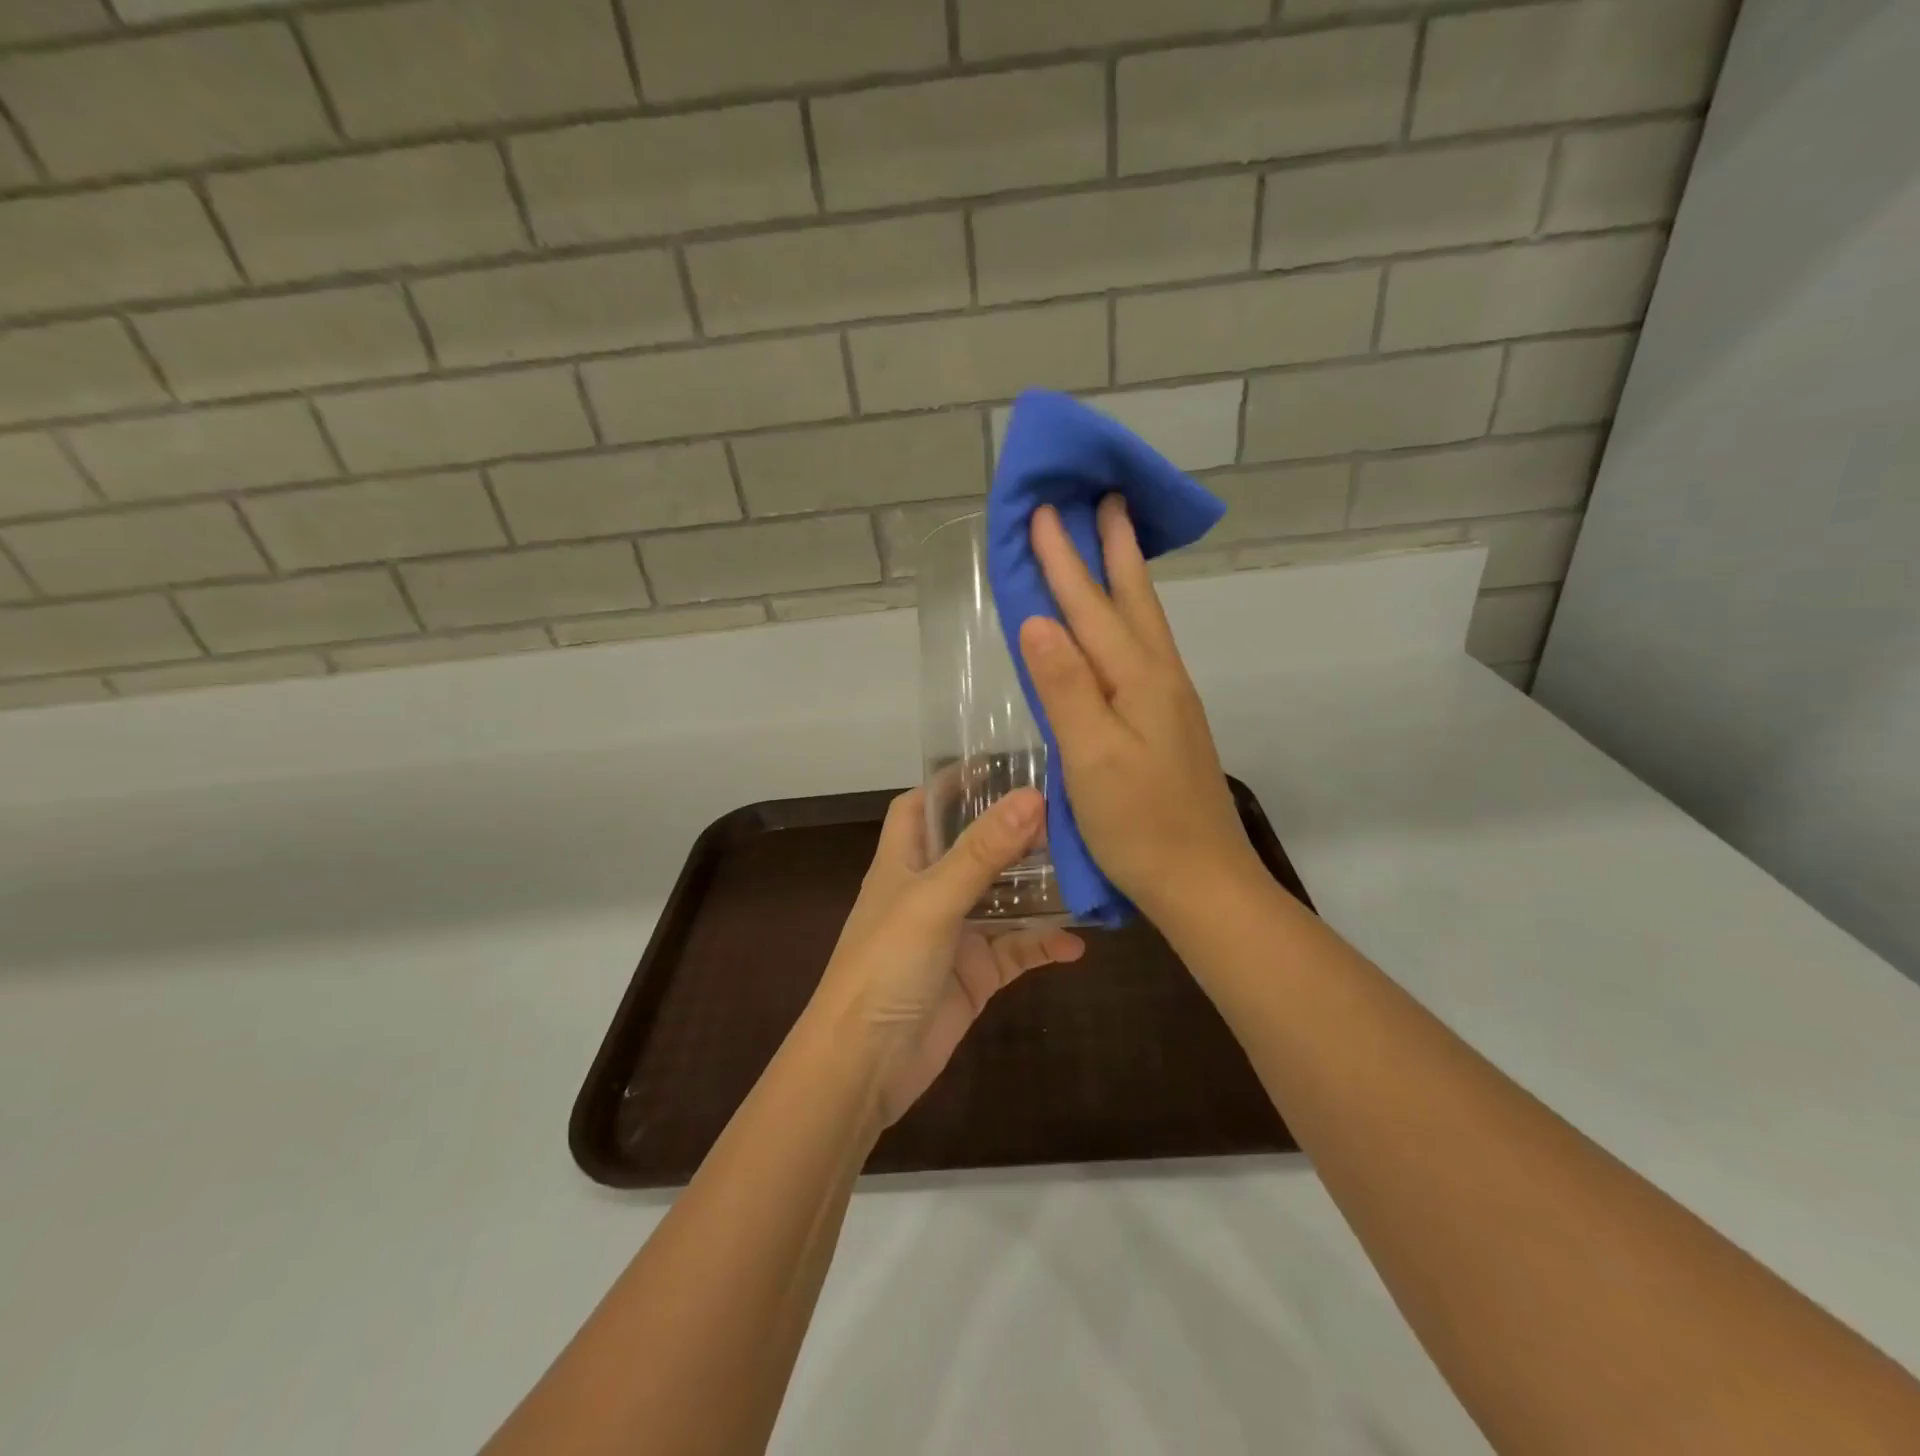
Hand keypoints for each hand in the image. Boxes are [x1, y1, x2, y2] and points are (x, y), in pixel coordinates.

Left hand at [807, 787, 1084, 1126]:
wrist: (864, 1065)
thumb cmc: (885, 966)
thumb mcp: (933, 900)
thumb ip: (982, 852)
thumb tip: (1031, 797)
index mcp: (903, 862)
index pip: (921, 806)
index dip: (952, 784)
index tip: (1000, 764)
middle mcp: (928, 891)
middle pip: (973, 848)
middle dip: (1013, 832)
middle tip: (1067, 812)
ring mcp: (954, 934)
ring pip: (1003, 899)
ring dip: (1038, 888)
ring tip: (1087, 868)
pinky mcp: (974, 975)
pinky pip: (1017, 950)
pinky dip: (1044, 944)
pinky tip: (1079, 942)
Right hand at [1017, 497, 1264, 924]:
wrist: (1203, 883)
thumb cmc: (1140, 827)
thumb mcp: (1092, 759)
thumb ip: (1065, 688)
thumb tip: (1038, 620)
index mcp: (1140, 681)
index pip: (1091, 608)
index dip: (1063, 560)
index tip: (1043, 512)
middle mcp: (1160, 679)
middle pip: (1133, 600)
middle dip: (1113, 548)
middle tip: (1105, 498)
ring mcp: (1170, 702)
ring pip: (1144, 623)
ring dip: (1124, 577)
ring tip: (1113, 542)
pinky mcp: (1168, 724)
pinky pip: (1142, 652)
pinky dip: (1126, 621)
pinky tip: (1119, 628)